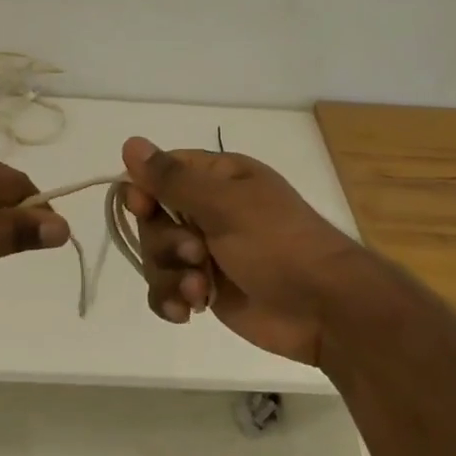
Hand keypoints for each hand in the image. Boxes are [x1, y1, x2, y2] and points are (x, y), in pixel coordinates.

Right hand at [121, 137, 363, 364]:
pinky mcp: (206, 289)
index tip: (143, 208)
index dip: (144, 190)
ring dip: (170, 276)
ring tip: (199, 290)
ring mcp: (206, 252)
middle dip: (165, 242)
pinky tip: (186, 313)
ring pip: (156, 257)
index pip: (161, 172)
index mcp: (218, 178)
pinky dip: (171, 300)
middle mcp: (208, 211)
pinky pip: (166, 290)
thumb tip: (130, 143)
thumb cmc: (279, 245)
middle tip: (196, 255)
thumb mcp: (225, 205)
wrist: (325, 310)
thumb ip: (173, 179)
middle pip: (152, 220)